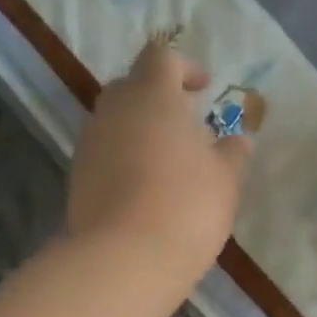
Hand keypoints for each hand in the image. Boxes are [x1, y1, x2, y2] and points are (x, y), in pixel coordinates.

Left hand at [66, 43, 251, 290]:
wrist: (124, 259)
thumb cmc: (186, 206)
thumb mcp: (225, 180)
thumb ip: (232, 154)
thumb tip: (238, 139)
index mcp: (152, 95)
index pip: (161, 58)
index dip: (184, 67)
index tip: (203, 89)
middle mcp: (113, 110)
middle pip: (132, 87)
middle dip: (158, 99)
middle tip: (186, 126)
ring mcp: (90, 145)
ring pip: (116, 123)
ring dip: (140, 133)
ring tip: (169, 163)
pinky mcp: (77, 179)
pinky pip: (105, 156)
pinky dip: (125, 162)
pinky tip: (147, 191)